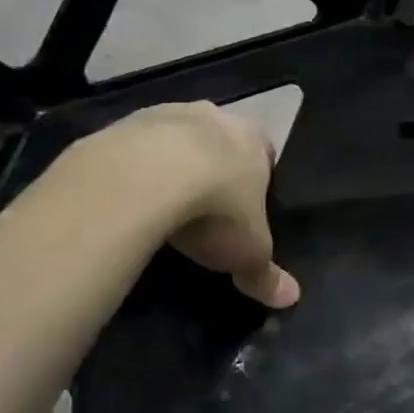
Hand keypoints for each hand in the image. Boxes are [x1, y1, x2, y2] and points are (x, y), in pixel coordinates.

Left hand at [99, 102, 300, 308]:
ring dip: (170, 164)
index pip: (265, 152)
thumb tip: (291, 298)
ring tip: (161, 207)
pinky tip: (127, 200)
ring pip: (174, 139)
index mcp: (253, 139)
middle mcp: (214, 116)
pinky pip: (133, 148)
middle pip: (219, 140)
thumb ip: (267, 273)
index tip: (244, 209)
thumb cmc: (216, 208)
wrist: (144, 178)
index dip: (256, 180)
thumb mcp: (248, 251)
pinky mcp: (122, 124)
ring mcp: (165, 114)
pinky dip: (134, 170)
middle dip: (213, 168)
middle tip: (204, 208)